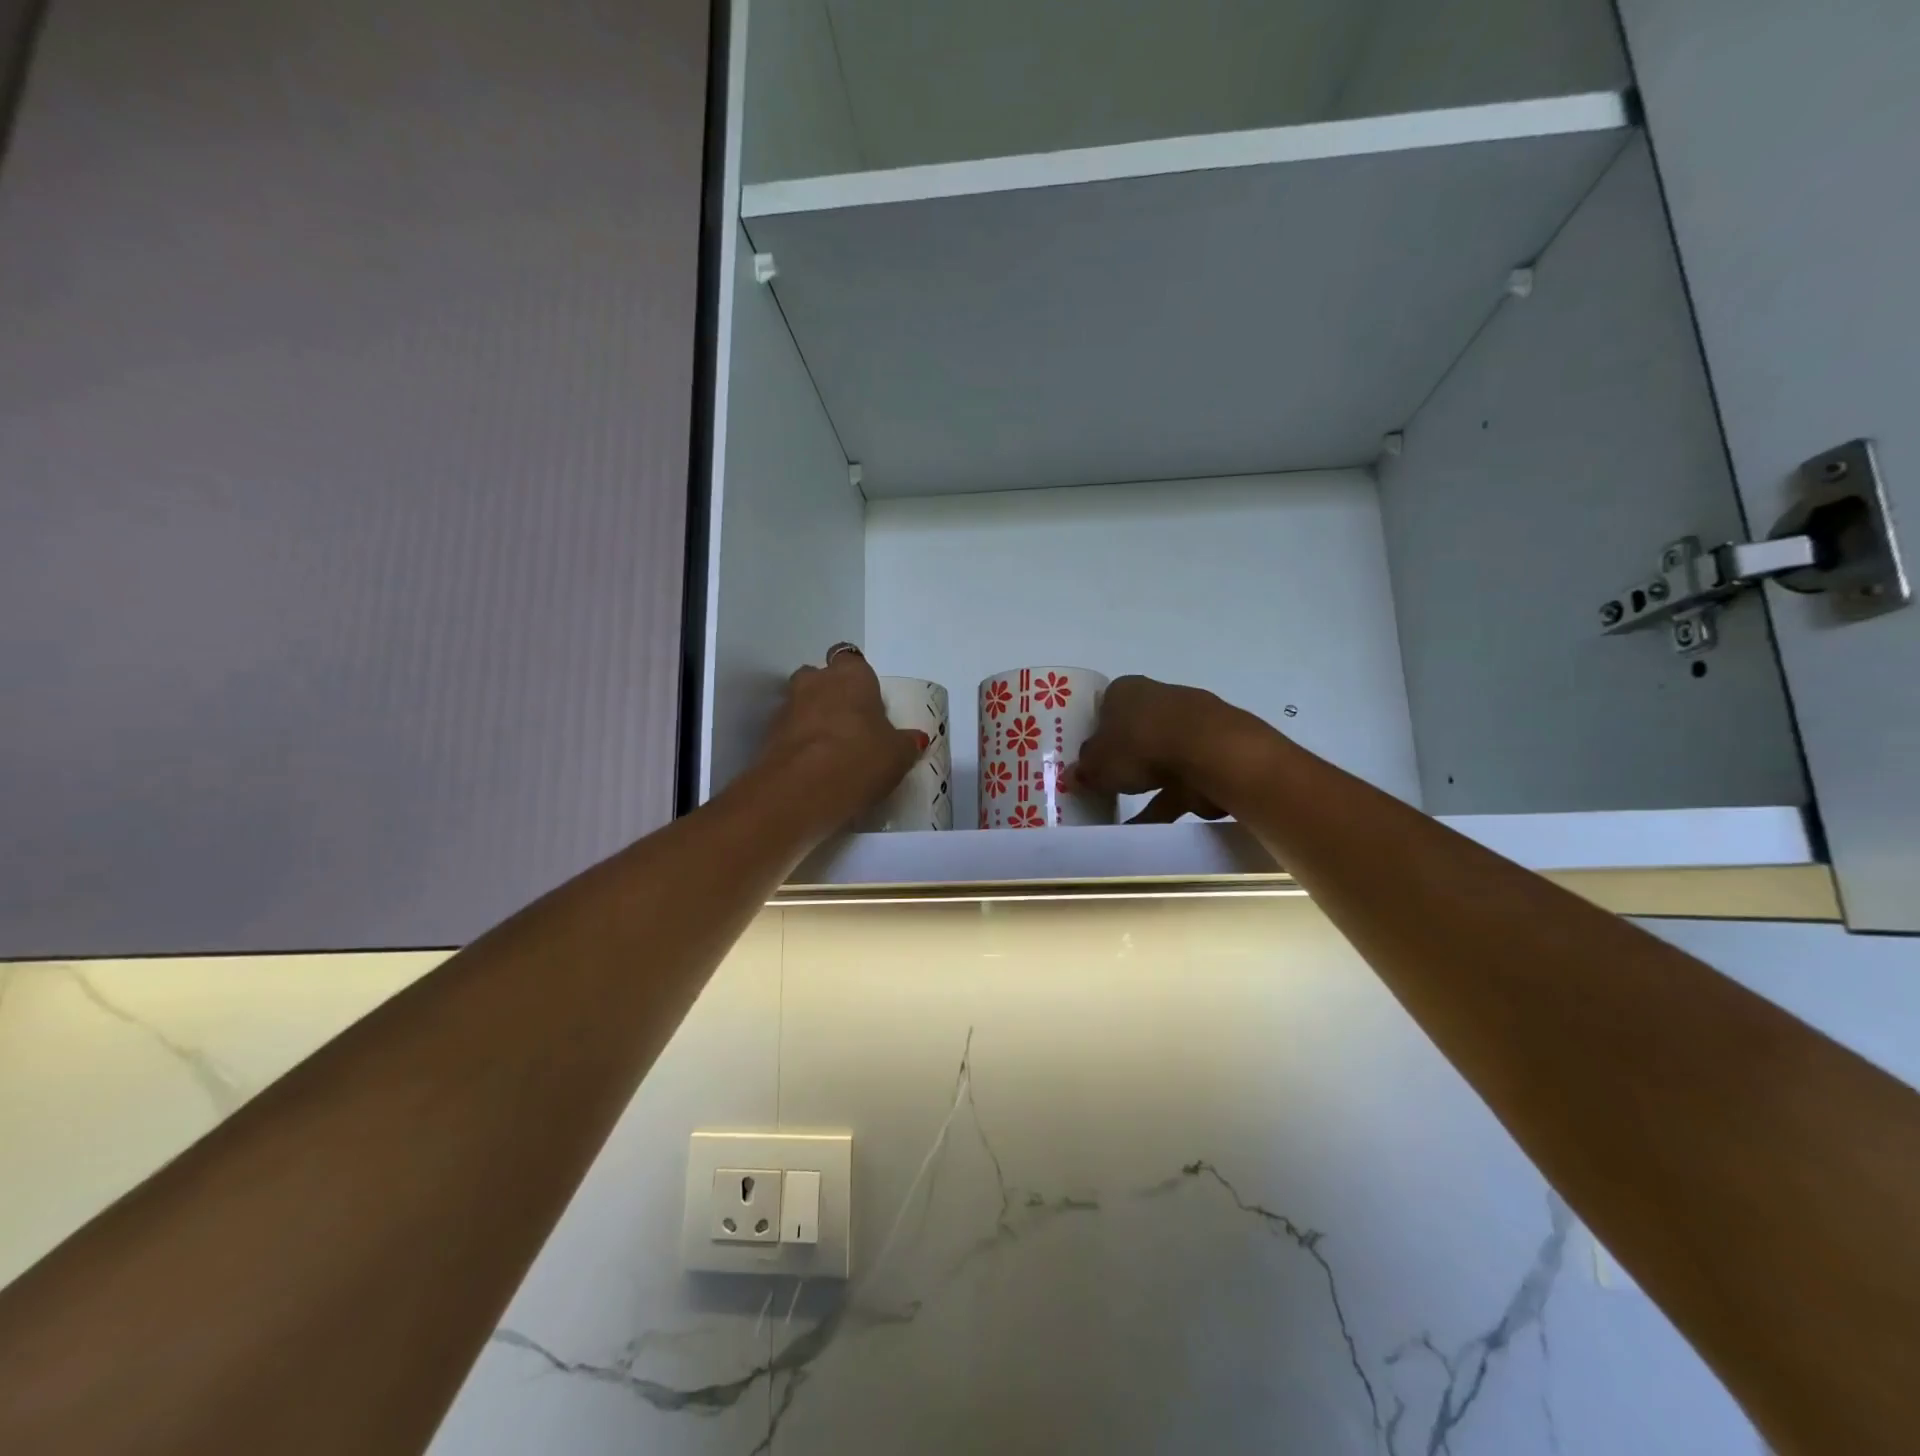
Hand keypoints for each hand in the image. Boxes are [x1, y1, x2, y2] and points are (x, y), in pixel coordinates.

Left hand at [756, 646, 927, 831]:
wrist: (800, 791)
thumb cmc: (860, 758)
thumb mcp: (898, 755)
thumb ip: (906, 743)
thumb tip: (914, 739)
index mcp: (851, 676)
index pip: (851, 659)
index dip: (859, 678)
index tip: (868, 701)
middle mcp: (815, 682)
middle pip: (820, 678)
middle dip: (830, 694)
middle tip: (850, 723)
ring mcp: (786, 708)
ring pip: (801, 704)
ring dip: (812, 719)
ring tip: (831, 750)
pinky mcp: (768, 737)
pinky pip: (788, 733)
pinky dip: (799, 744)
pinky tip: (814, 768)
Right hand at [1077, 676, 1263, 823]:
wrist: (1209, 754)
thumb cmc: (1140, 745)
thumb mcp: (1097, 764)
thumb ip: (1083, 771)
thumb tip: (1072, 776)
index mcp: (1126, 690)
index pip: (1104, 706)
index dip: (1094, 732)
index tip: (1085, 758)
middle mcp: (1158, 699)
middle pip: (1132, 731)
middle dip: (1119, 757)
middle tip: (1100, 783)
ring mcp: (1189, 725)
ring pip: (1157, 757)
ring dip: (1142, 782)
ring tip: (1119, 812)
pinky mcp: (1210, 754)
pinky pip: (1178, 782)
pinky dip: (1162, 804)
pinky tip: (1144, 829)